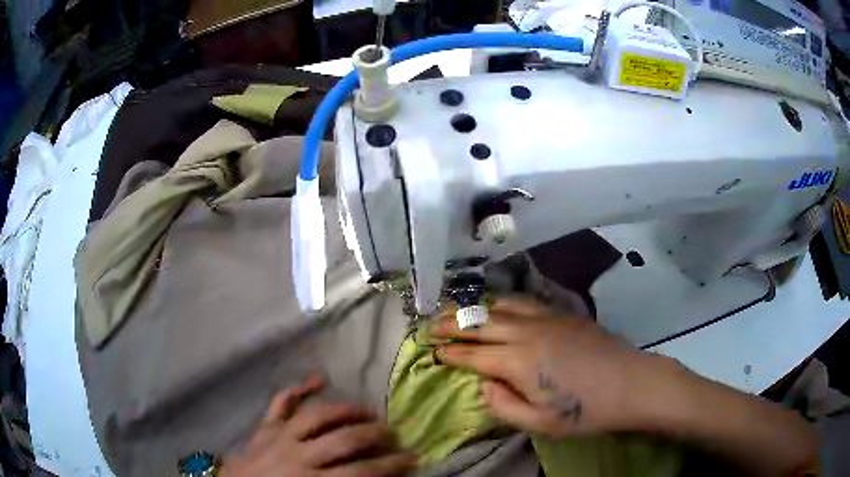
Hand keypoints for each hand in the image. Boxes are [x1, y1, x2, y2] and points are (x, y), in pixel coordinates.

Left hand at [219, 378, 416, 476]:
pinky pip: (281, 402)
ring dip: (347, 411)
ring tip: (368, 410)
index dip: (391, 465)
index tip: (412, 458)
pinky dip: (300, 389)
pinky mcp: (264, 426)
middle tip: (393, 432)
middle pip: (345, 440)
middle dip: (375, 435)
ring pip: (318, 416)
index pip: (362, 472)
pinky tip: (319, 380)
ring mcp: (278, 435)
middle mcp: (298, 454)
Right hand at [433, 298, 667, 438]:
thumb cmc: (587, 411)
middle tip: (431, 325)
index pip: (474, 355)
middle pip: (481, 324)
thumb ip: (504, 405)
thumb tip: (483, 385)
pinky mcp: (564, 313)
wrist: (632, 383)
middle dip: (453, 324)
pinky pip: (525, 302)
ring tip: (457, 310)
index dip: (451, 354)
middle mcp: (527, 333)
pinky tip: (499, 305)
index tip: (433, 352)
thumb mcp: (541, 423)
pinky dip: (504, 302)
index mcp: (518, 362)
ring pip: (502, 306)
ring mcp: (547, 318)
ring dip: (476, 309)